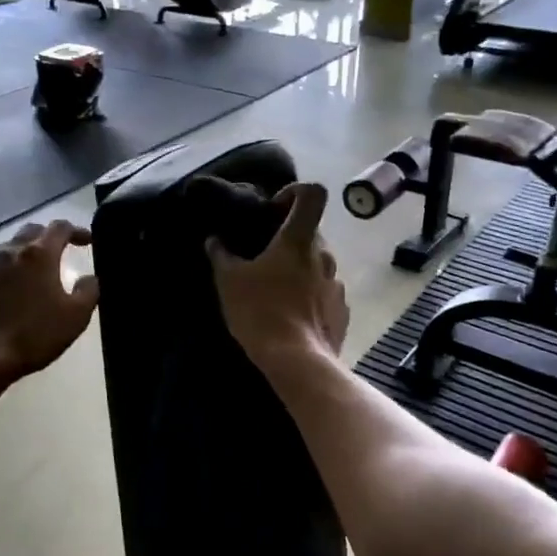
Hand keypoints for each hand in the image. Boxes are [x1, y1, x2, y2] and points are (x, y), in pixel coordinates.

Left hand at [0, 220, 99, 382]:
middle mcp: (10, 252)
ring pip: (8, 249)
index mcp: (38, 254)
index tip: (87, 240)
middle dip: (48, 236)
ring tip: (33, 270)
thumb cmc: (33, 335)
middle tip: (60, 249)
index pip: (60, 228)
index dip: (76, 230)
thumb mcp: (75, 317)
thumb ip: (88, 291)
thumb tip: (90, 278)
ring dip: (24, 253)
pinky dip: (3, 273)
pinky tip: (5, 289)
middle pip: (31, 231)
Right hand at [207, 183, 349, 367]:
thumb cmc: (260, 311)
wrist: (297, 362)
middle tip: (262, 259)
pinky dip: (309, 297)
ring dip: (298, 270)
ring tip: (274, 292)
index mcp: (298, 239)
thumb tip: (214, 240)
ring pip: (317, 264)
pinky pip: (324, 293)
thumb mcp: (229, 281)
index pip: (312, 194)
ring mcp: (337, 284)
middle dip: (288, 240)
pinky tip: (290, 317)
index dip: (294, 193)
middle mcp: (325, 255)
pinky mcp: (342, 311)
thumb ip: (221, 254)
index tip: (274, 210)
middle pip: (310, 233)